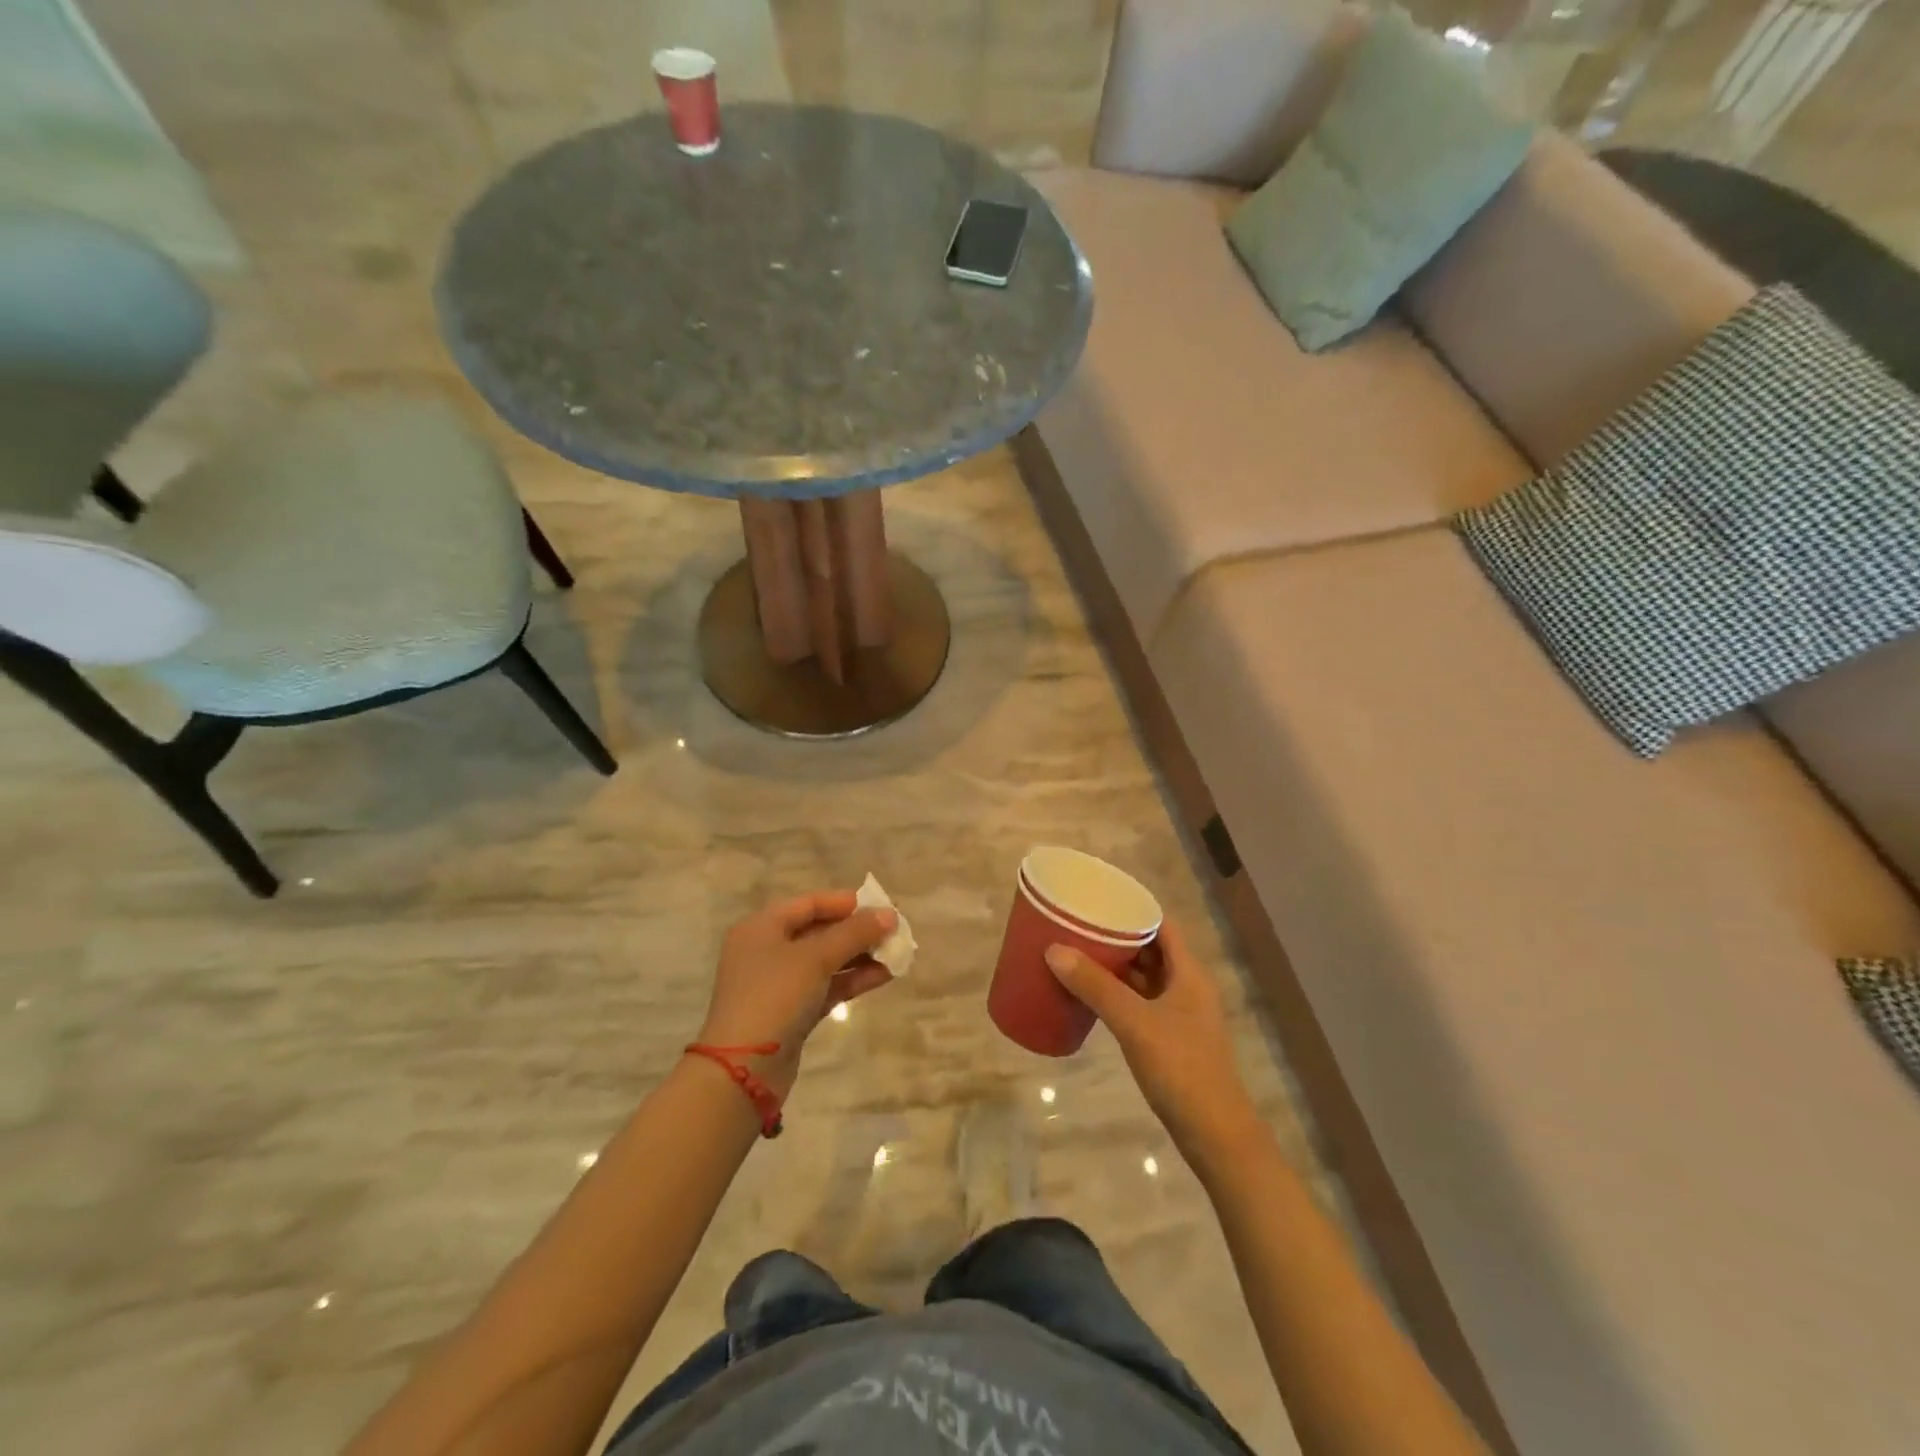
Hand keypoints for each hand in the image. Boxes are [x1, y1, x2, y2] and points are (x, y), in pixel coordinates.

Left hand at [696, 891, 897, 1097]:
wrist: (744, 1069)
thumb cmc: (774, 996)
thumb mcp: (815, 958)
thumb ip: (854, 933)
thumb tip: (889, 914)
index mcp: (762, 927)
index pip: (809, 904)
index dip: (846, 902)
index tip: (881, 906)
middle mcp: (767, 950)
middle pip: (819, 931)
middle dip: (857, 931)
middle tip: (894, 931)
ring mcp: (779, 983)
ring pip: (826, 960)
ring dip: (860, 956)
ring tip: (896, 954)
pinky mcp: (792, 1012)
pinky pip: (827, 986)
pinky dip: (852, 980)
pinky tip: (884, 976)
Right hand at [1045, 919, 1257, 1153]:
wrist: (1215, 1135)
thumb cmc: (1181, 1068)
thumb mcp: (1134, 1023)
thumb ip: (1095, 987)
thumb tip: (1054, 950)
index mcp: (1188, 973)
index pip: (1161, 923)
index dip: (1132, 908)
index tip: (1097, 899)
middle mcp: (1187, 986)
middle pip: (1151, 948)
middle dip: (1117, 936)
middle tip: (1078, 925)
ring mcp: (1180, 1014)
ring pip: (1144, 976)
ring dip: (1116, 966)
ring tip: (1077, 952)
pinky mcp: (1170, 1038)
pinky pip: (1140, 1001)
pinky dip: (1118, 993)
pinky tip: (1091, 994)